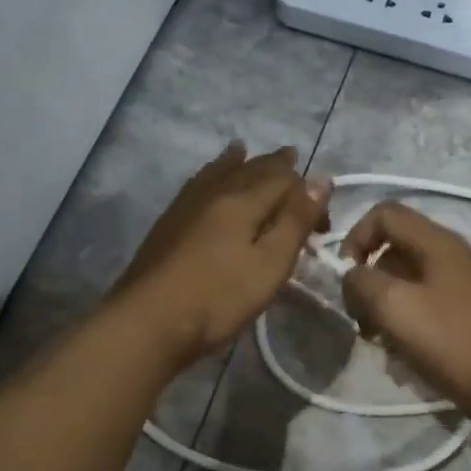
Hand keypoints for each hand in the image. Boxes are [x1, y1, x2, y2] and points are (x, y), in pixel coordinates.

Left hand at [114, 142, 330, 369]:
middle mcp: (215, 192)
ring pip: (218, 171)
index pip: (285, 180)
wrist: (148, 321)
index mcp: (243, 200)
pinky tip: (207, 180)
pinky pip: (197, 184)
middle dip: (275, 166)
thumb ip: (295, 221)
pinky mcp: (168, 223)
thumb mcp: (270, 264)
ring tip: (245, 150)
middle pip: (251, 169)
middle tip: (292, 159)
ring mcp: (186, 205)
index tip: (322, 226)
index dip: (308, 194)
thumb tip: (321, 179)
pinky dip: (211, 173)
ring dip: (239, 161)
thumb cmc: (219, 298)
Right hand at [340, 202, 470, 418]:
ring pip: (415, 279)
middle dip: (371, 280)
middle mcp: (460, 254)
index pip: (386, 213)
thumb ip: (361, 282)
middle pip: (399, 249)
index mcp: (441, 242)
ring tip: (384, 342)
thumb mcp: (393, 307)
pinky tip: (412, 352)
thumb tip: (354, 277)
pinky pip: (435, 302)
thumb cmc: (450, 342)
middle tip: (362, 320)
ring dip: (390, 305)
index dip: (355, 237)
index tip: (346, 278)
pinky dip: (414, 319)